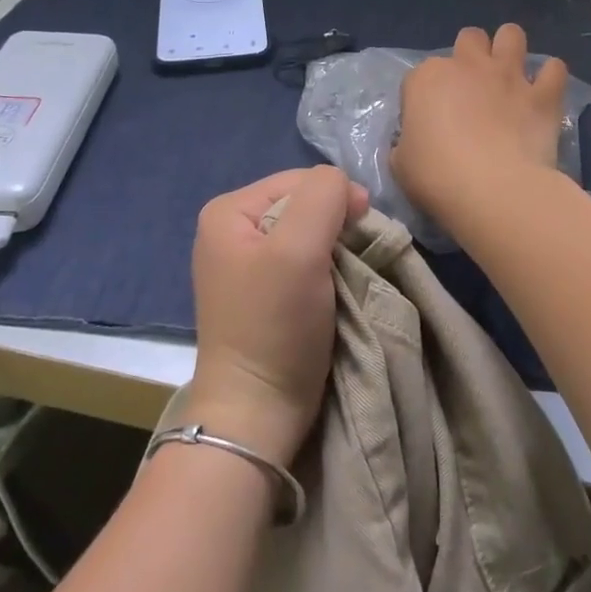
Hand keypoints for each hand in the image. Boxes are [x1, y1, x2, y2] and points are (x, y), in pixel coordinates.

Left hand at [188, 166, 367, 467]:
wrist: (256, 412)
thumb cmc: (274, 324)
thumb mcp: (299, 248)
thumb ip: (323, 196)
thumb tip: (344, 185)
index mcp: (228, 211)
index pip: (300, 179)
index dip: (337, 198)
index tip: (362, 233)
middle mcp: (231, 230)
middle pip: (303, 205)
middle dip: (335, 227)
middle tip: (355, 259)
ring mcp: (244, 264)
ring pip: (309, 234)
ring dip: (334, 252)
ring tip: (345, 278)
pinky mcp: (261, 294)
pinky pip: (303, 263)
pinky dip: (325, 273)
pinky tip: (332, 292)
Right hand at [392, 24, 569, 224]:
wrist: (492, 190)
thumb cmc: (436, 177)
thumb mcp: (400, 162)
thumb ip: (408, 142)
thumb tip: (418, 142)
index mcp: (426, 79)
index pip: (419, 76)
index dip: (424, 97)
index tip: (429, 122)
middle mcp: (467, 65)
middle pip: (469, 38)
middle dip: (470, 56)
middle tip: (472, 88)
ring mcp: (508, 75)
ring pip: (511, 35)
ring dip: (510, 49)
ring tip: (509, 75)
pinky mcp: (542, 94)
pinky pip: (555, 69)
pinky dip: (550, 77)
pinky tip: (545, 92)